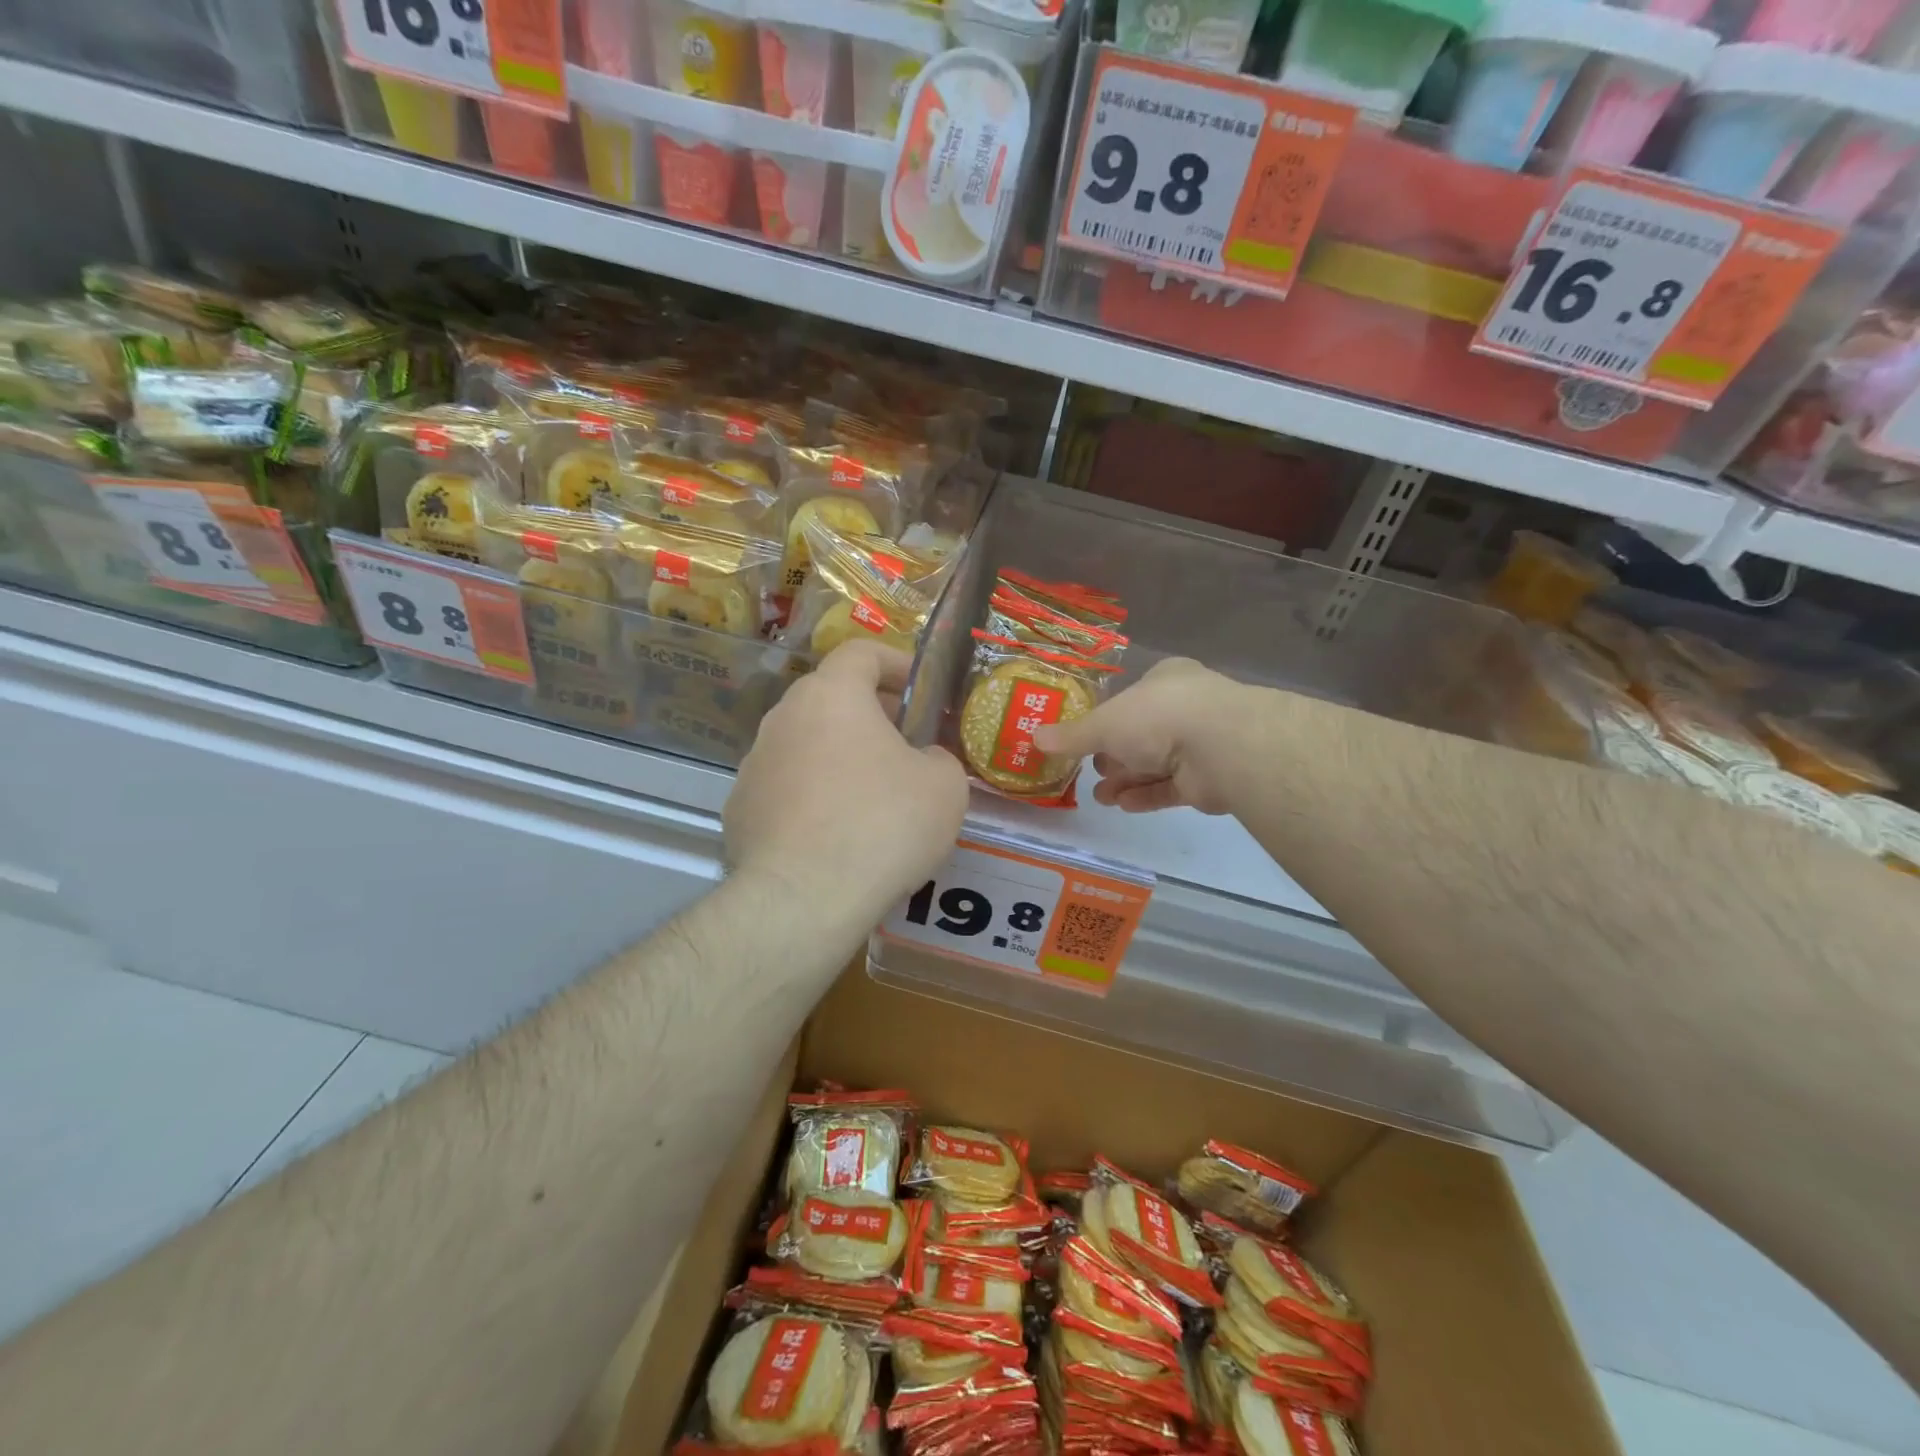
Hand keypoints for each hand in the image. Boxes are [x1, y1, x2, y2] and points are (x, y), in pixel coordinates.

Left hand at [725, 640, 968, 925]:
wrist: (803, 900)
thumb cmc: (882, 825)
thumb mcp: (944, 787)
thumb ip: (939, 757)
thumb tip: (922, 760)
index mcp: (831, 696)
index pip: (861, 652)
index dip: (897, 662)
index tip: (923, 689)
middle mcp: (783, 718)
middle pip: (831, 698)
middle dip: (872, 714)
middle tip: (907, 745)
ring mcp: (753, 764)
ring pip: (807, 744)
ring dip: (840, 756)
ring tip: (873, 795)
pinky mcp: (740, 810)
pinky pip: (786, 788)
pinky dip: (813, 796)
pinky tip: (836, 835)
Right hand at [1033, 658, 1248, 814]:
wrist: (1220, 746)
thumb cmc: (1157, 716)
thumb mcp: (1104, 723)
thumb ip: (1072, 735)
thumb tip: (1034, 738)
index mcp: (1164, 679)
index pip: (1130, 699)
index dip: (1105, 721)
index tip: (1083, 741)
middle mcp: (1185, 706)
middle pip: (1141, 734)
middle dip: (1113, 757)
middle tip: (1090, 772)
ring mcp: (1201, 742)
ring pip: (1155, 763)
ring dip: (1126, 780)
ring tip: (1101, 796)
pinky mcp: (1210, 777)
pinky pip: (1171, 786)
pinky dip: (1146, 795)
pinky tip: (1123, 805)